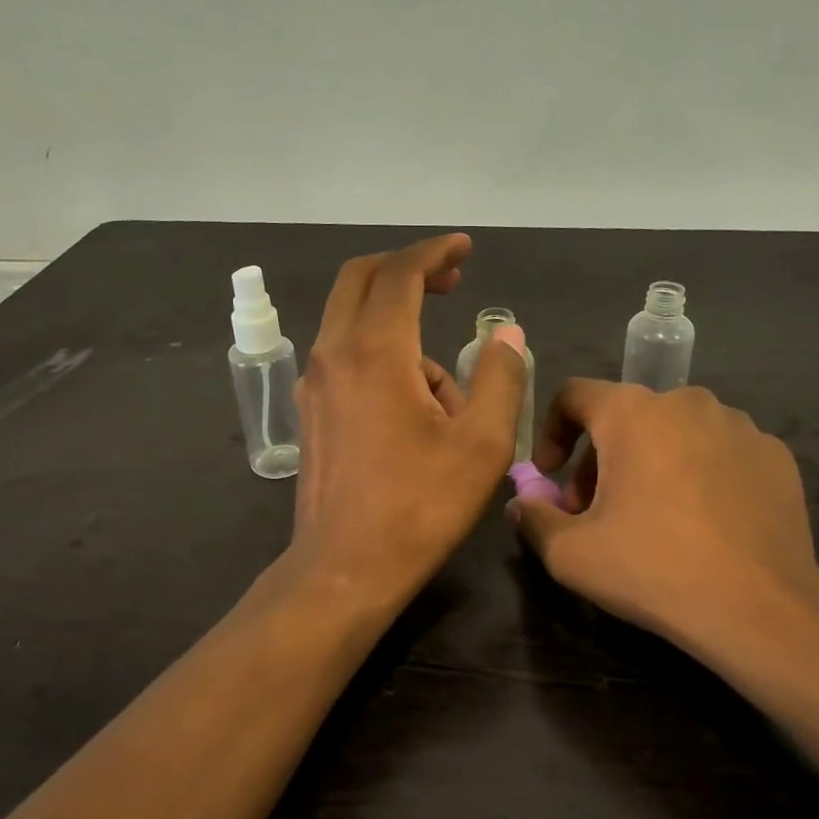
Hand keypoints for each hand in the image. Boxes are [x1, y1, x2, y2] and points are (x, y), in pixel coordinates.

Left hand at [289, 234, 527, 610]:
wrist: (345, 568)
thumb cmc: (420, 507)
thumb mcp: (482, 444)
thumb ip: (500, 377)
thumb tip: (506, 333)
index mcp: (376, 352)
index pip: (401, 273)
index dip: (435, 252)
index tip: (464, 249)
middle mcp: (334, 353)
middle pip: (361, 279)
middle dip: (407, 269)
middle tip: (450, 280)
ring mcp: (315, 382)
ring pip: (355, 321)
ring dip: (402, 329)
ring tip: (450, 397)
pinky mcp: (311, 409)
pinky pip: (347, 356)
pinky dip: (382, 357)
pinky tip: (415, 410)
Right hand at [508, 381, 818, 662]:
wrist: (759, 608)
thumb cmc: (652, 568)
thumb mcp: (570, 554)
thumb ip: (533, 518)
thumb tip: (522, 502)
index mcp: (632, 412)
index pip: (574, 395)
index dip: (551, 431)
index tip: (549, 475)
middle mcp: (686, 401)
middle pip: (625, 417)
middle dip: (600, 459)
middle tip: (596, 510)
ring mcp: (738, 425)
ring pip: (675, 432)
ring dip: (650, 462)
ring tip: (653, 516)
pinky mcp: (775, 454)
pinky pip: (720, 451)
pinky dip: (699, 473)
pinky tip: (704, 522)